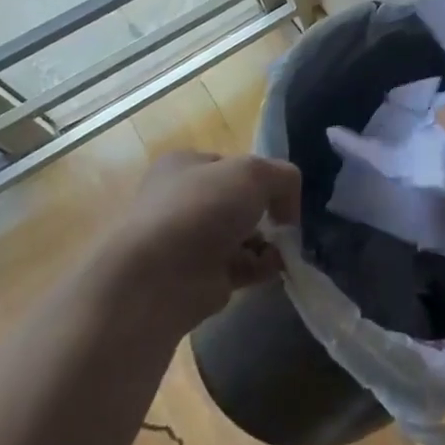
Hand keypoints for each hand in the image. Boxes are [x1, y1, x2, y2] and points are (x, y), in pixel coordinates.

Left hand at [114, 150, 300, 323]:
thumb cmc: (201, 210)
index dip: (260, 175)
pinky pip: (239, 268)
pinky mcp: (196, 279)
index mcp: (184, 166)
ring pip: (240, 236)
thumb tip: (287, 209)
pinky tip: (275, 267)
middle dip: (266, 212)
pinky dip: (260, 267)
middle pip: (238, 202)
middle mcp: (181, 201)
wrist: (157, 280)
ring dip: (267, 242)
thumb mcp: (255, 173)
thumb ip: (284, 178)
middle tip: (286, 222)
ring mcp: (186, 242)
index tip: (280, 191)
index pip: (232, 164)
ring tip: (286, 248)